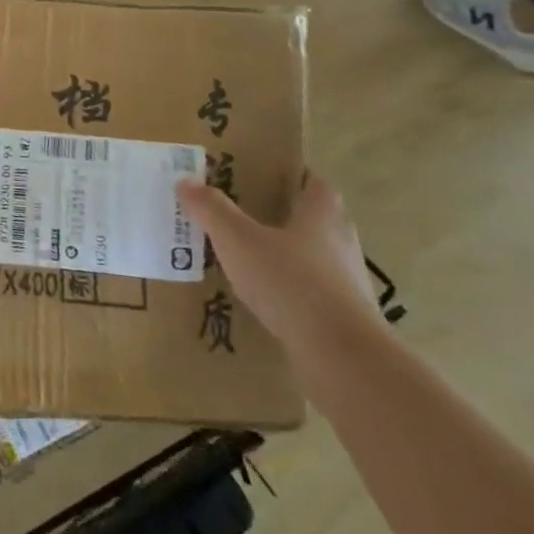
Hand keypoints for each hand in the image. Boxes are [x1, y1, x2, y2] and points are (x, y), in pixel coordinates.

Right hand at [175, 171, 380, 355]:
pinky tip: (264, 299)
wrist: (343, 357)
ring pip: (315, 258)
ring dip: (288, 255)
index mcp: (323, 215)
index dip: (293, 176)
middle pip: (316, 220)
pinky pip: (313, 293)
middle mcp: (342, 244)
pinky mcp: (346, 319)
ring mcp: (348, 284)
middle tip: (245, 213)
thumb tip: (185, 180)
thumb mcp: (237, 239)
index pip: (315, 183)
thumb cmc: (291, 282)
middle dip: (285, 215)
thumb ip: (211, 209)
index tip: (264, 175)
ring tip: (248, 257)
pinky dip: (291, 291)